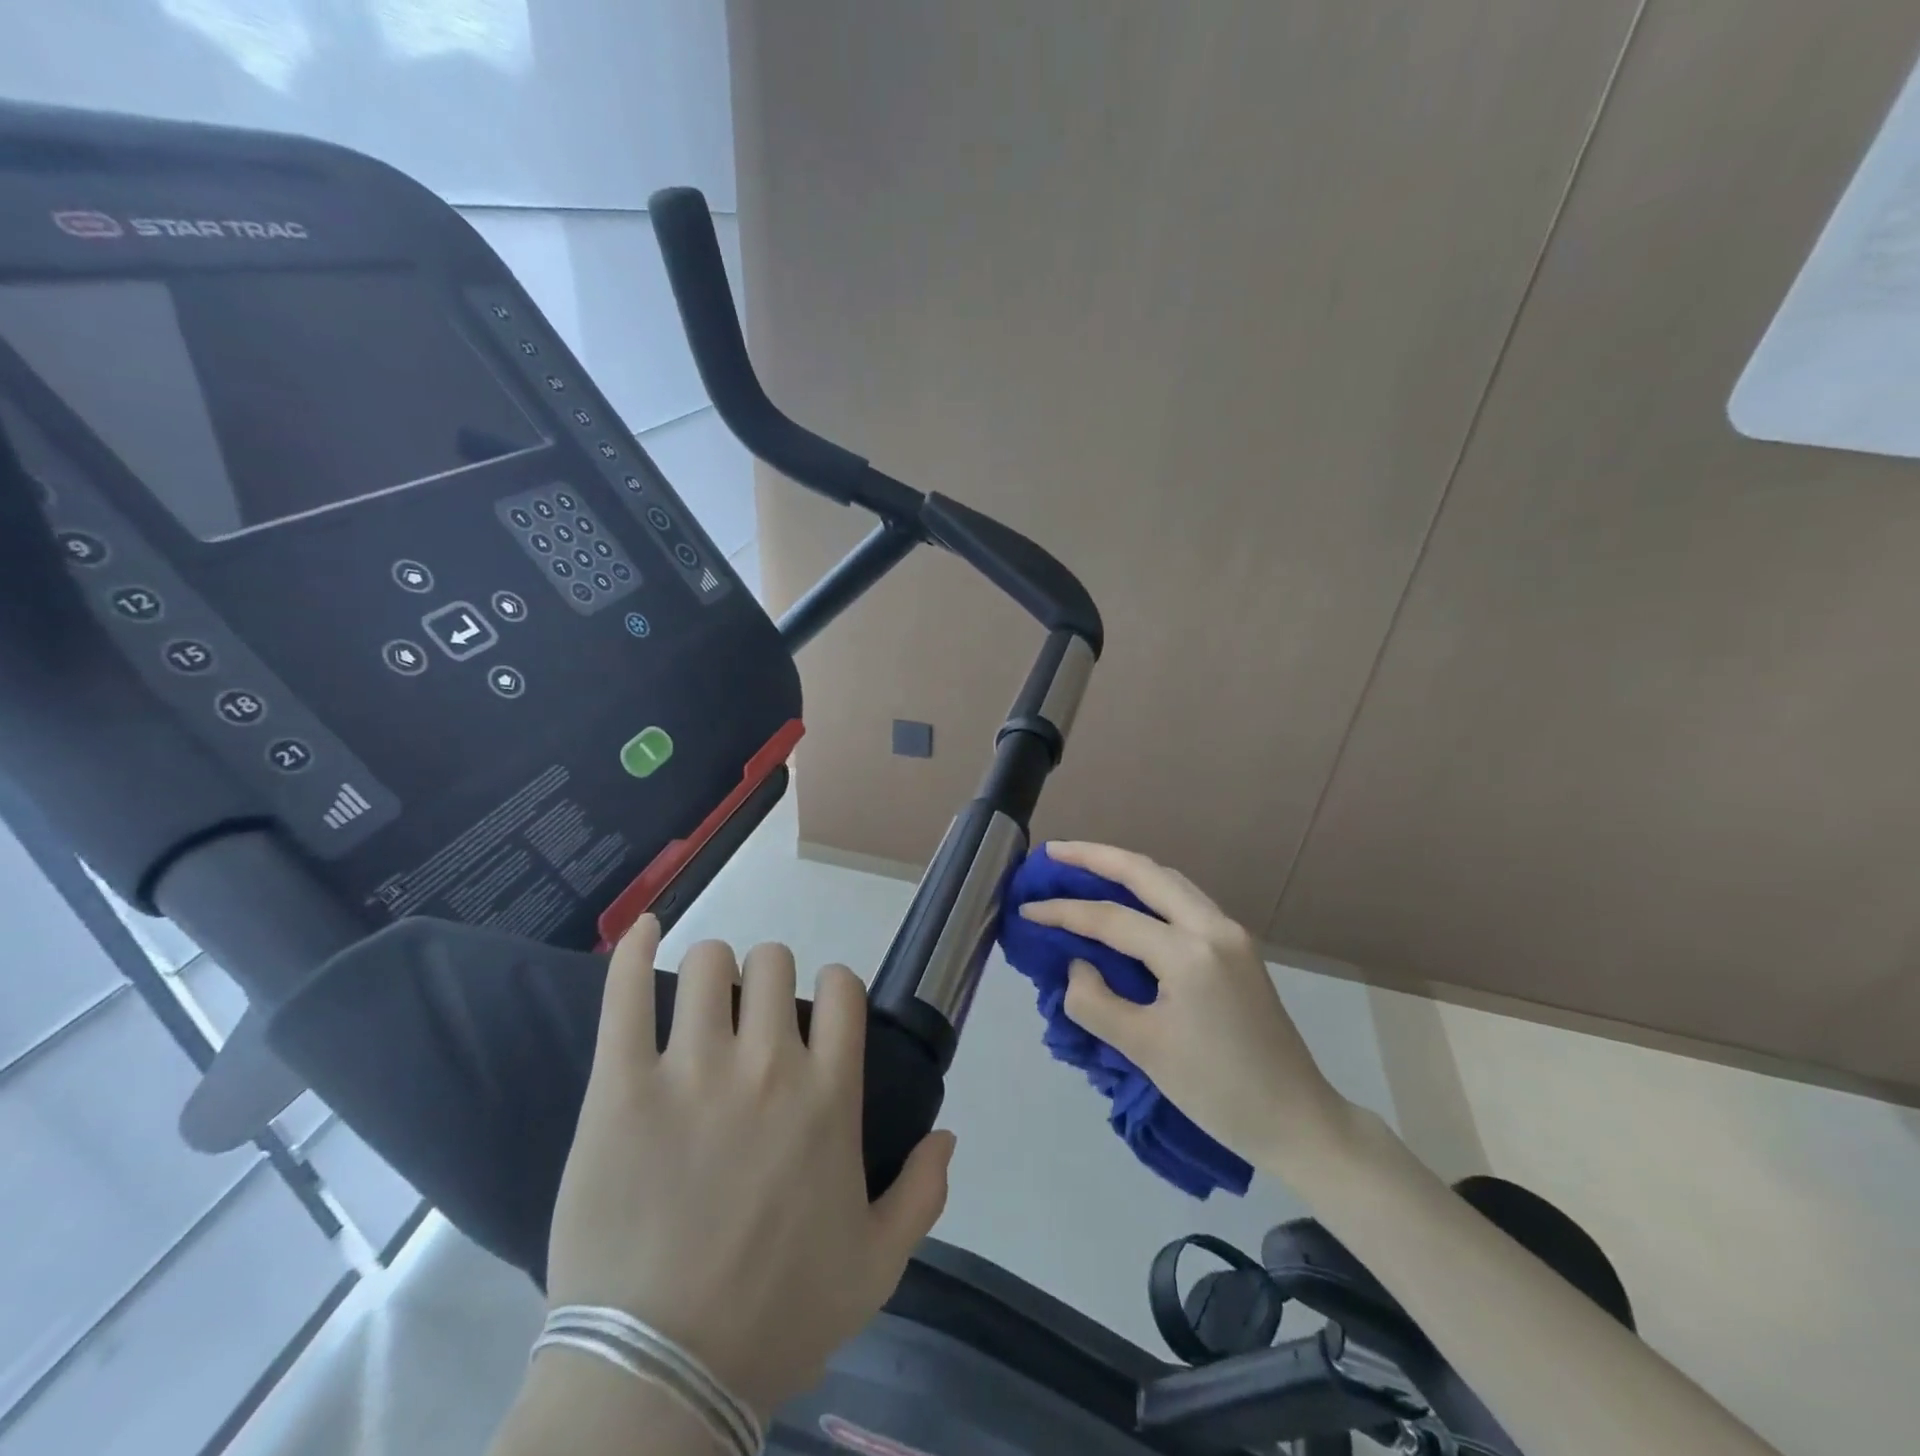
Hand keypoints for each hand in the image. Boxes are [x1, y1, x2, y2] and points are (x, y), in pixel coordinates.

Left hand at [544, 917, 957, 1418]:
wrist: (658, 1378)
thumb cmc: (776, 1318)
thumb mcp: (877, 1266)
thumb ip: (924, 1193)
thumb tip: (949, 1133)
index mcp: (828, 1096)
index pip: (842, 987)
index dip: (834, 987)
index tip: (818, 1013)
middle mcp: (768, 1066)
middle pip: (774, 962)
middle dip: (769, 979)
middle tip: (752, 1017)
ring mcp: (691, 1071)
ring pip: (708, 964)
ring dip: (711, 972)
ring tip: (701, 1002)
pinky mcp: (620, 1087)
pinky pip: (625, 993)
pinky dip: (633, 947)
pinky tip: (644, 928)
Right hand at [1018, 843, 1347, 1170]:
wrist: (1298, 1121)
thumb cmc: (1218, 1092)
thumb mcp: (1144, 1050)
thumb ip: (1095, 1001)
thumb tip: (1078, 965)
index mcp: (1189, 953)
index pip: (1112, 919)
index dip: (1063, 912)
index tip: (1026, 909)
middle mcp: (1213, 927)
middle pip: (1146, 872)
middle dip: (1096, 856)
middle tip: (1053, 853)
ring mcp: (1231, 933)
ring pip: (1169, 880)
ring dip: (1125, 868)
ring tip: (1083, 865)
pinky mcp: (1238, 947)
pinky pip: (1184, 901)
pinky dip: (1149, 890)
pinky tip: (1127, 899)